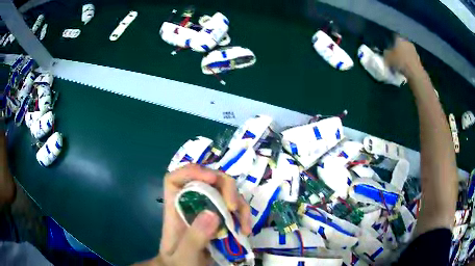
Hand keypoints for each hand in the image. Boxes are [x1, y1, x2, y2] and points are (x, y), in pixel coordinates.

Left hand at [136, 164, 250, 265]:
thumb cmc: (179, 264)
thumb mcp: (184, 256)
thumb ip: (193, 238)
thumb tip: (213, 213)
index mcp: (175, 210)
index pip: (175, 180)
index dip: (192, 172)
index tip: (213, 180)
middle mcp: (191, 205)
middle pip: (207, 180)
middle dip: (225, 187)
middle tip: (233, 207)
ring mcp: (207, 211)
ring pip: (225, 192)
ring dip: (239, 204)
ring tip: (244, 226)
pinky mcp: (220, 220)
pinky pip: (234, 208)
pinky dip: (243, 216)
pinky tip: (246, 230)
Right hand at [384, 36, 422, 77]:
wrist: (415, 72)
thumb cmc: (400, 61)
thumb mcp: (388, 58)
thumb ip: (386, 54)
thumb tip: (386, 52)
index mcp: (399, 39)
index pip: (394, 38)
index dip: (391, 44)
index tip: (390, 51)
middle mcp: (407, 42)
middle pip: (401, 45)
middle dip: (399, 50)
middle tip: (396, 58)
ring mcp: (414, 50)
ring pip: (407, 52)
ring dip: (405, 56)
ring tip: (402, 64)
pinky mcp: (418, 58)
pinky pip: (411, 59)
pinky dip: (409, 62)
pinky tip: (407, 68)